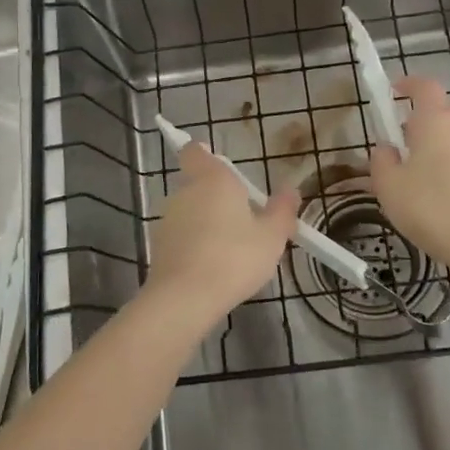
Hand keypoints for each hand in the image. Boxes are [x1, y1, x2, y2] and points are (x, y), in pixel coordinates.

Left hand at [145, 144, 298, 320]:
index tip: (219, 165)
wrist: (185, 297)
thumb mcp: (271, 236)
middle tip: (242, 218)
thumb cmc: (234, 257)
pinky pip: (181, 236)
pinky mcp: (159, 246)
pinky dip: (194, 244)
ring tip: (230, 248)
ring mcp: (168, 219)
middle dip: (216, 197)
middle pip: (197, 184)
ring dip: (205, 222)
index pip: (195, 151)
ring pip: (189, 211)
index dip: (203, 154)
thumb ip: (282, 210)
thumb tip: (290, 189)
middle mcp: (185, 192)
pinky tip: (212, 267)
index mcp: (212, 179)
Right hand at [368, 76, 449, 270]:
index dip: (408, 84)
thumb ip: (381, 160)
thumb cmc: (431, 208)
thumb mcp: (388, 186)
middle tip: (404, 144)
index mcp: (436, 121)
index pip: (424, 87)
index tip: (394, 91)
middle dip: (424, 121)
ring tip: (425, 177)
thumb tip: (387, 149)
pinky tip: (449, 197)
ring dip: (443, 147)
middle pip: (444, 111)